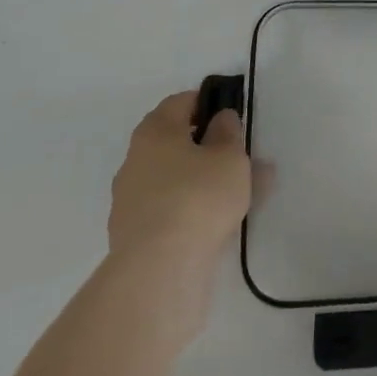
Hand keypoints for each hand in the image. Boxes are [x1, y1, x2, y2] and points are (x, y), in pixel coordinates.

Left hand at [108, 91, 251, 277]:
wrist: (158, 272)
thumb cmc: (197, 197)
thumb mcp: (229, 155)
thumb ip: (228, 132)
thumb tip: (219, 121)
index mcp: (155, 131)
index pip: (181, 102)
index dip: (208, 104)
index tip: (232, 116)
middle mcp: (136, 160)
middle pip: (176, 143)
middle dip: (209, 147)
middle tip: (240, 157)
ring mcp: (131, 201)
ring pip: (177, 179)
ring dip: (206, 181)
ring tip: (245, 193)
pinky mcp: (135, 237)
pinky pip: (172, 210)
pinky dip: (195, 210)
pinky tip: (224, 221)